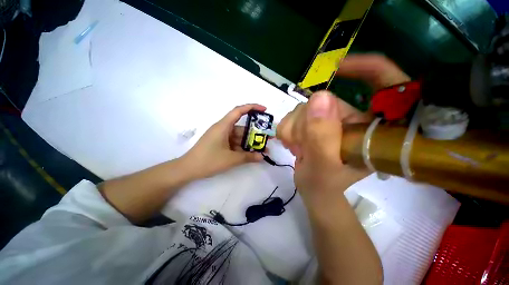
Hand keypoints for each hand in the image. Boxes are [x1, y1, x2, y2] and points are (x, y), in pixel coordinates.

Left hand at [182, 104, 265, 179]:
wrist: (188, 169)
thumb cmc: (208, 161)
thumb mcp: (230, 159)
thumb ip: (248, 157)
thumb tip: (262, 157)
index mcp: (223, 126)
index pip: (238, 111)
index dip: (252, 107)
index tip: (264, 109)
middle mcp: (223, 129)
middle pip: (242, 127)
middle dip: (255, 132)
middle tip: (268, 137)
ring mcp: (221, 137)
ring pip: (239, 137)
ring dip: (249, 143)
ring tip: (262, 149)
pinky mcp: (220, 144)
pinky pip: (234, 143)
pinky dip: (242, 147)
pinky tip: (251, 154)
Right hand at [277, 54, 409, 201]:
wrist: (313, 190)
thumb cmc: (323, 186)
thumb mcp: (323, 167)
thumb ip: (322, 137)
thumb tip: (319, 97)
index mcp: (373, 131)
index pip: (385, 84)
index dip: (366, 68)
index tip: (338, 67)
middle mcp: (355, 119)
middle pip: (326, 101)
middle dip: (305, 123)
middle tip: (301, 146)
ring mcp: (333, 120)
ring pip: (306, 107)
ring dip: (294, 128)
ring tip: (298, 148)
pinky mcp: (316, 122)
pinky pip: (295, 114)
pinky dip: (288, 129)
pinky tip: (293, 143)